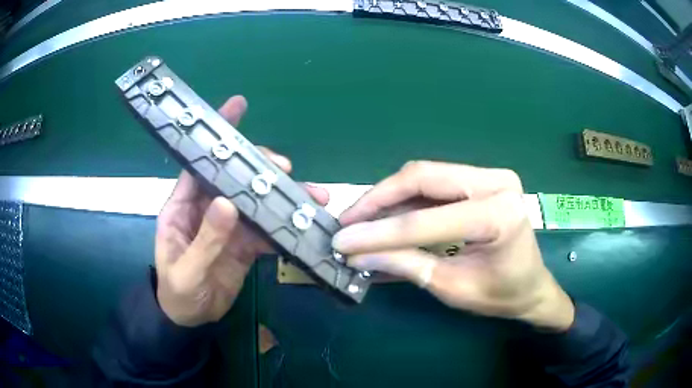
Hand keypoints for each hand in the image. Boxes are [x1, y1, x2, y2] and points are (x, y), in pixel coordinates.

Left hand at [155, 96, 328, 326]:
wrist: (192, 320)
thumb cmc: (178, 294)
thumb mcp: (186, 270)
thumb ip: (205, 240)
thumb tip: (228, 203)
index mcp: (182, 207)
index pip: (199, 165)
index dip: (217, 138)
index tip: (238, 108)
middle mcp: (206, 209)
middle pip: (234, 179)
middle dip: (260, 169)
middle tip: (285, 169)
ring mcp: (227, 227)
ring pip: (256, 203)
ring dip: (281, 198)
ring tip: (312, 197)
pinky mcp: (243, 244)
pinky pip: (265, 229)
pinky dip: (284, 225)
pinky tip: (303, 223)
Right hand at [333, 161, 574, 331]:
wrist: (532, 286)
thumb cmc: (501, 295)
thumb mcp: (452, 287)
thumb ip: (406, 265)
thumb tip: (356, 254)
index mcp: (498, 214)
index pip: (426, 220)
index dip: (378, 233)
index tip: (342, 240)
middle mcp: (495, 182)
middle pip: (422, 177)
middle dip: (378, 200)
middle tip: (348, 220)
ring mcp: (490, 176)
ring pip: (424, 176)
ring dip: (388, 197)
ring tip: (360, 219)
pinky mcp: (481, 180)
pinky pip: (434, 183)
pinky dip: (405, 199)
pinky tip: (384, 215)